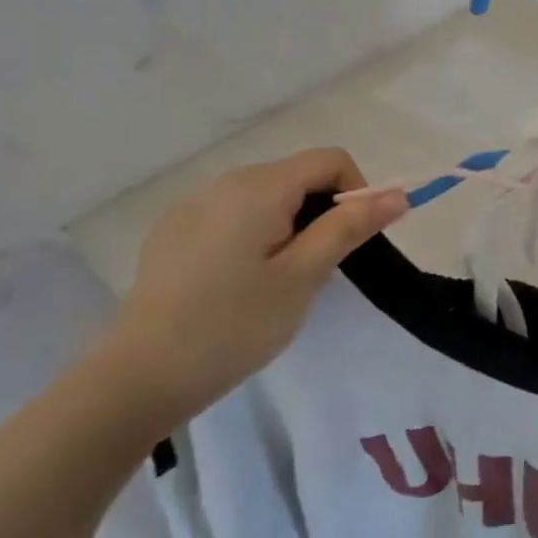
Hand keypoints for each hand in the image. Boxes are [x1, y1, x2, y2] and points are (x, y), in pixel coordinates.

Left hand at [96, 149, 407, 425]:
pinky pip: (232, 216)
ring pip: (266, 198)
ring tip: (277, 282)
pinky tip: (236, 284)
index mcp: (258, 187)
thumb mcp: (304, 276)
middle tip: (316, 271)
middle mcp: (223, 182)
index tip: (351, 243)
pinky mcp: (173, 232)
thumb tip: (398, 195)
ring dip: (289, 226)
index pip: (331, 160)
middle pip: (297, 176)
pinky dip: (254, 236)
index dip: (357, 193)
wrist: (140, 377)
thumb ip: (350, 227)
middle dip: (322, 213)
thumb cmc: (235, 325)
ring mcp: (192, 206)